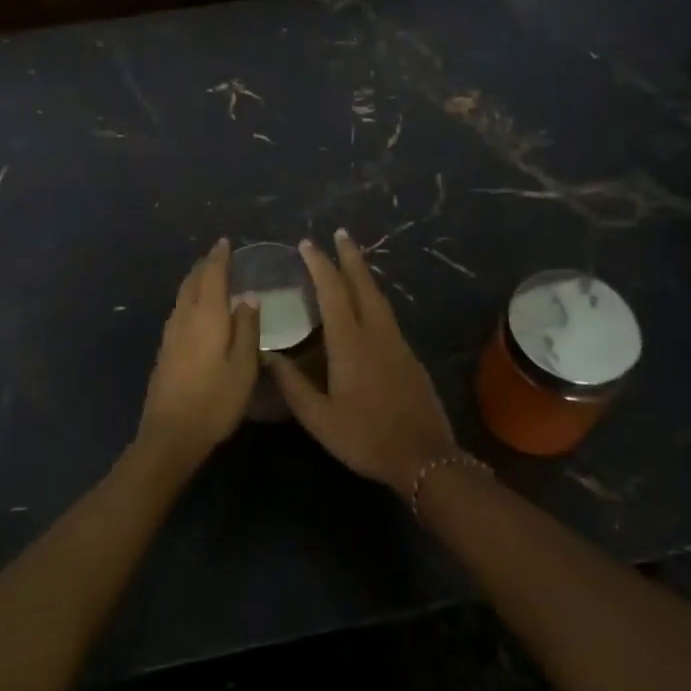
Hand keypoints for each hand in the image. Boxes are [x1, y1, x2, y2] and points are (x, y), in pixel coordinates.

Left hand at [139, 238, 260, 463]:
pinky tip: (196, 311)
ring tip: (207, 277)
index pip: (212, 276)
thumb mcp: (244, 366)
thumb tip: (248, 297)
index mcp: (206, 316)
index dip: (219, 258)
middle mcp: (184, 318)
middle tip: (217, 255)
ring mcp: (170, 335)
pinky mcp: (164, 351)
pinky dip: (189, 300)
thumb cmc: (215, 400)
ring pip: (182, 297)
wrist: (170, 435)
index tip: (225, 242)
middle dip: (204, 266)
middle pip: (192, 282)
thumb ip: (247, 329)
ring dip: (195, 281)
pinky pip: (178, 312)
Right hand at [267, 231, 461, 492]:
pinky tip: (367, 304)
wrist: (424, 457)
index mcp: (350, 344)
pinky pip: (386, 314)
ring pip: (379, 297)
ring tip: (352, 260)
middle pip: (363, 285)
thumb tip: (267, 355)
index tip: (308, 244)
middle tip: (340, 233)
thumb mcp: (319, 418)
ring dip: (364, 274)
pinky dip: (373, 297)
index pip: (333, 292)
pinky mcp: (409, 355)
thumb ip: (292, 384)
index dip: (320, 265)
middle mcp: (376, 334)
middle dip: (350, 257)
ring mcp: (397, 342)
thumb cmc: (365, 437)